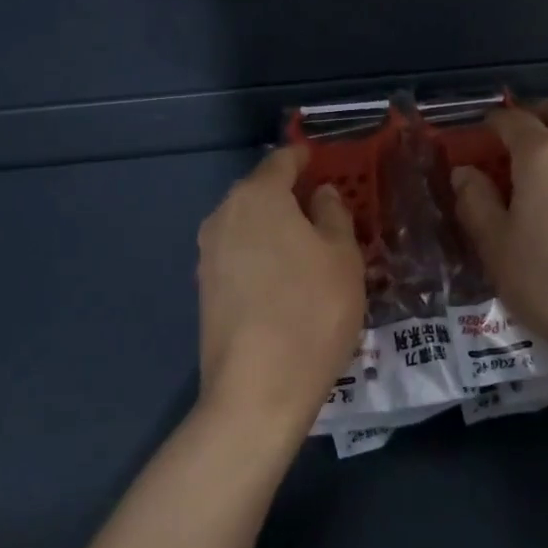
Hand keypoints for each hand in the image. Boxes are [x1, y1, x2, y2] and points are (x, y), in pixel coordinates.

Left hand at [195, 144, 366, 440]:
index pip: (282, 160)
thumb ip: (332, 214)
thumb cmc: (312, 310)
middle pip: (260, 191)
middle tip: (325, 209)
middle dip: (290, 194)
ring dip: (275, 227)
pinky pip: (239, 254)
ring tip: (309, 246)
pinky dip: (262, 254)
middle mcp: (224, 215)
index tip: (323, 162)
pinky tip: (285, 279)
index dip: (305, 157)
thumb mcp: (342, 257)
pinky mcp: (204, 288)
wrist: (257, 389)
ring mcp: (208, 253)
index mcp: (257, 196)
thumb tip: (319, 194)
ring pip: (248, 224)